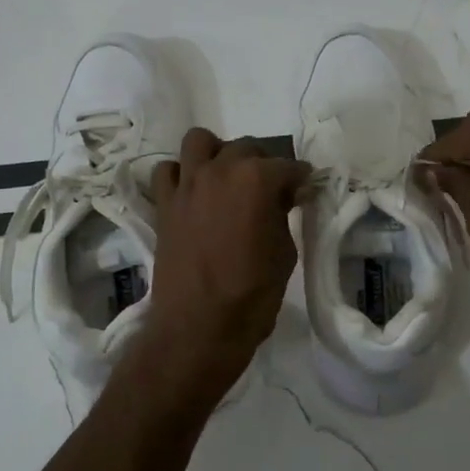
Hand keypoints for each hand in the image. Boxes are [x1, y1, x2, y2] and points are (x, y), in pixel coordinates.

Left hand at [141, 128, 310, 398]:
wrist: (198, 328)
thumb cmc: (252, 295)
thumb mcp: (284, 253)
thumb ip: (283, 215)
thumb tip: (284, 197)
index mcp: (256, 180)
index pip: (288, 166)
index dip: (301, 179)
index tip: (305, 189)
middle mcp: (220, 170)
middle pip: (246, 148)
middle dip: (263, 163)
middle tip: (271, 189)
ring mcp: (187, 184)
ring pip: (200, 142)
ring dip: (217, 153)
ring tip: (227, 178)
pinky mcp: (164, 203)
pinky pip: (168, 171)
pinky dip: (182, 175)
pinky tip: (194, 193)